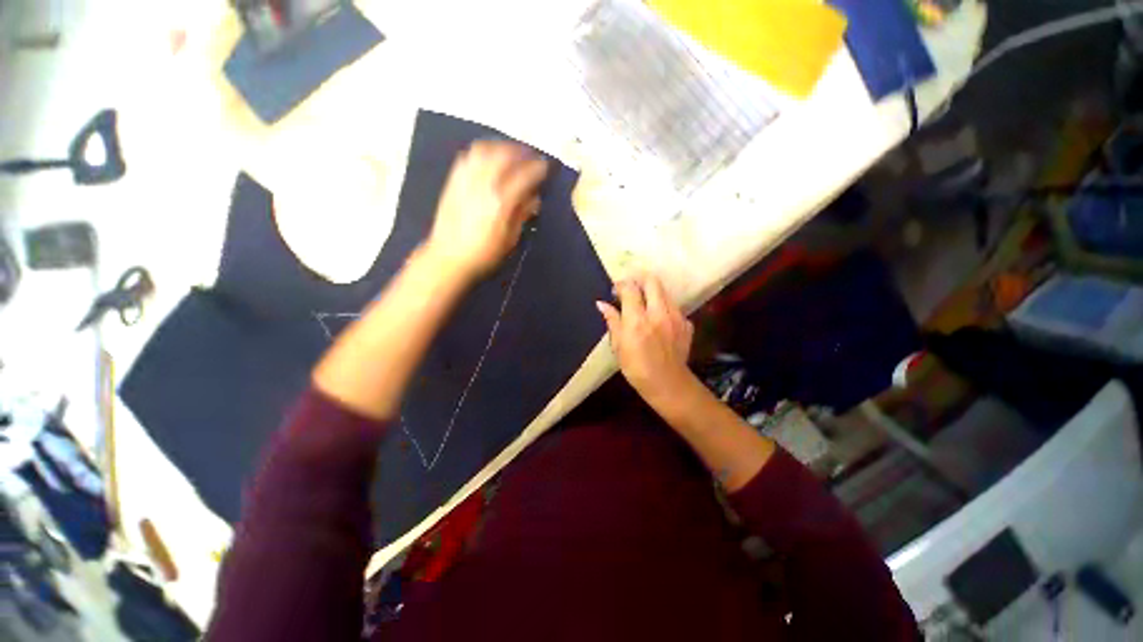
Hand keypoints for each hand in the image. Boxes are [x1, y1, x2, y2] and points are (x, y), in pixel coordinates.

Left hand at [423, 141, 547, 282]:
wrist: (448, 258)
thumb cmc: (484, 254)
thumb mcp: (510, 240)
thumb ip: (522, 215)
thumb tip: (534, 198)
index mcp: (502, 202)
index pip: (525, 175)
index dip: (539, 168)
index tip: (546, 168)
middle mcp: (484, 185)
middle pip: (505, 155)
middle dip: (522, 152)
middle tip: (531, 156)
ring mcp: (466, 180)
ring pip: (485, 150)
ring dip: (502, 147)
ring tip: (511, 153)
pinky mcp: (453, 181)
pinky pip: (468, 156)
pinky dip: (482, 151)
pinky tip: (489, 157)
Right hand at [596, 274, 695, 404]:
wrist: (667, 384)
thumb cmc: (636, 368)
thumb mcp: (618, 346)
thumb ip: (612, 320)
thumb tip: (602, 303)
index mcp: (638, 320)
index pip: (630, 288)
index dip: (621, 284)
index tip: (616, 290)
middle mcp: (658, 313)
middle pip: (652, 281)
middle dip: (639, 279)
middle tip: (631, 288)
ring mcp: (676, 317)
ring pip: (664, 292)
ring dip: (652, 293)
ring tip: (644, 304)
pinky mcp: (686, 323)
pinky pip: (674, 307)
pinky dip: (664, 308)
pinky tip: (659, 320)